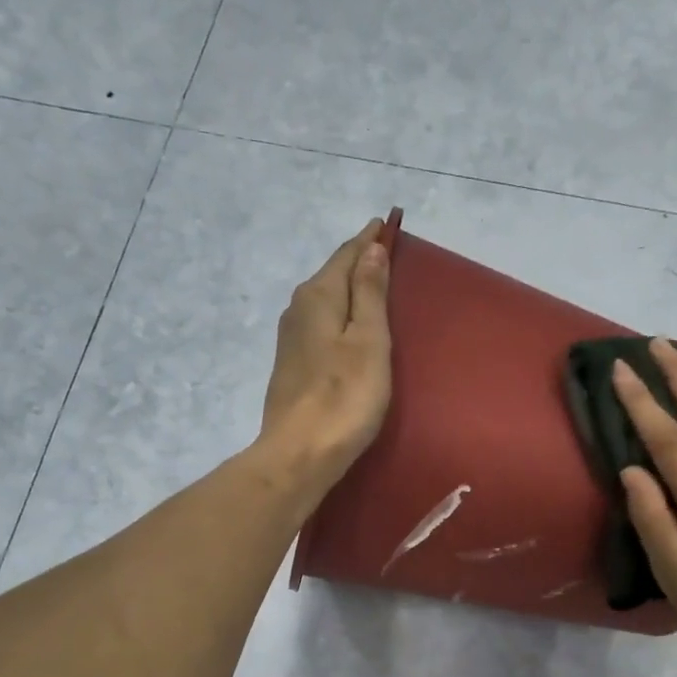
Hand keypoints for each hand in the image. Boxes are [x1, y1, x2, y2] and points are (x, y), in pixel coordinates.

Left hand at [260, 218, 392, 491]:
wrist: (299, 453)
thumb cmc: (344, 397)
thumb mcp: (368, 341)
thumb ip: (370, 293)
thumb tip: (371, 249)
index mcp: (319, 296)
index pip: (347, 255)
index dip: (369, 240)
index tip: (386, 224)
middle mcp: (298, 310)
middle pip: (332, 276)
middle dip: (358, 262)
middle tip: (385, 252)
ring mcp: (291, 340)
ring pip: (325, 302)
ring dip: (348, 291)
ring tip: (373, 286)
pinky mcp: (292, 367)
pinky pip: (321, 326)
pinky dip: (339, 318)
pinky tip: (350, 328)